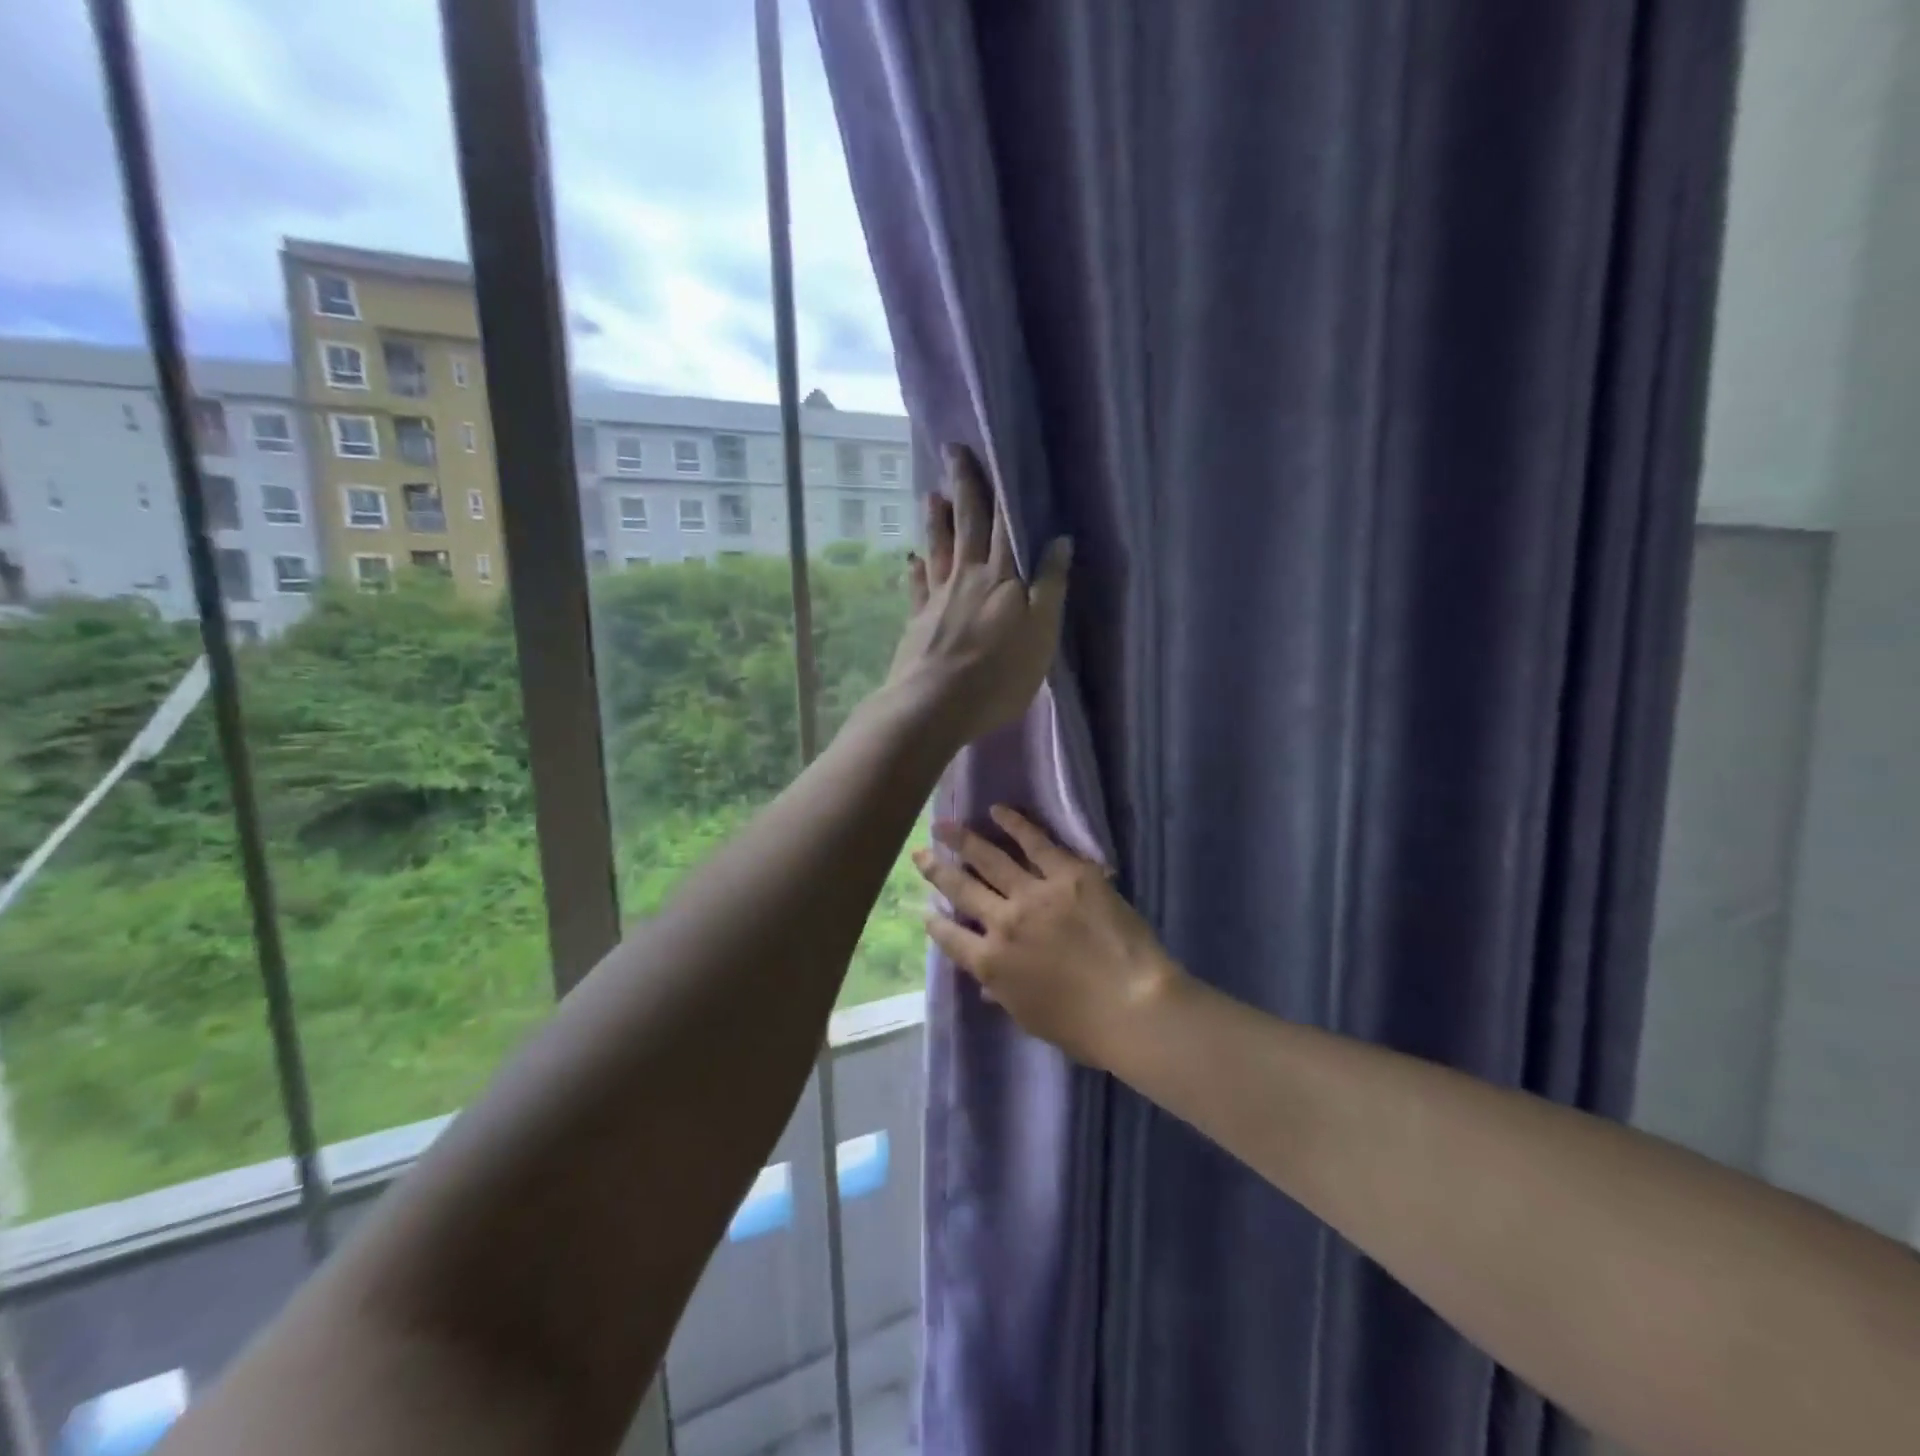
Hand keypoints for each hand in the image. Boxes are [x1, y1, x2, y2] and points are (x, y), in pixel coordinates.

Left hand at [882, 445, 1070, 748]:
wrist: (935, 704)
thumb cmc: (998, 674)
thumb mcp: (1041, 633)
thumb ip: (1049, 586)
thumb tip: (1059, 539)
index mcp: (1002, 577)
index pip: (1004, 524)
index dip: (999, 489)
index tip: (989, 451)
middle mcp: (968, 577)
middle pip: (967, 524)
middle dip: (963, 486)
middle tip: (952, 451)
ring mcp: (938, 598)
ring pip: (939, 548)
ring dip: (936, 520)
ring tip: (931, 494)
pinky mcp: (918, 621)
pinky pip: (917, 587)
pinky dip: (916, 570)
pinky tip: (912, 560)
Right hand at [913, 806, 1180, 1066]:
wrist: (1133, 1005)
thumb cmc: (1083, 1026)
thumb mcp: (1030, 1018)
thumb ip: (1002, 994)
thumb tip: (985, 985)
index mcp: (991, 964)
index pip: (951, 937)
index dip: (935, 921)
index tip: (925, 908)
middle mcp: (1003, 922)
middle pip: (962, 889)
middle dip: (936, 870)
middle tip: (919, 853)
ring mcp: (1034, 893)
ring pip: (990, 859)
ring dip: (963, 840)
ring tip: (943, 824)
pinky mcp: (1068, 873)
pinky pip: (1036, 842)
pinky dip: (1015, 824)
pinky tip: (997, 811)